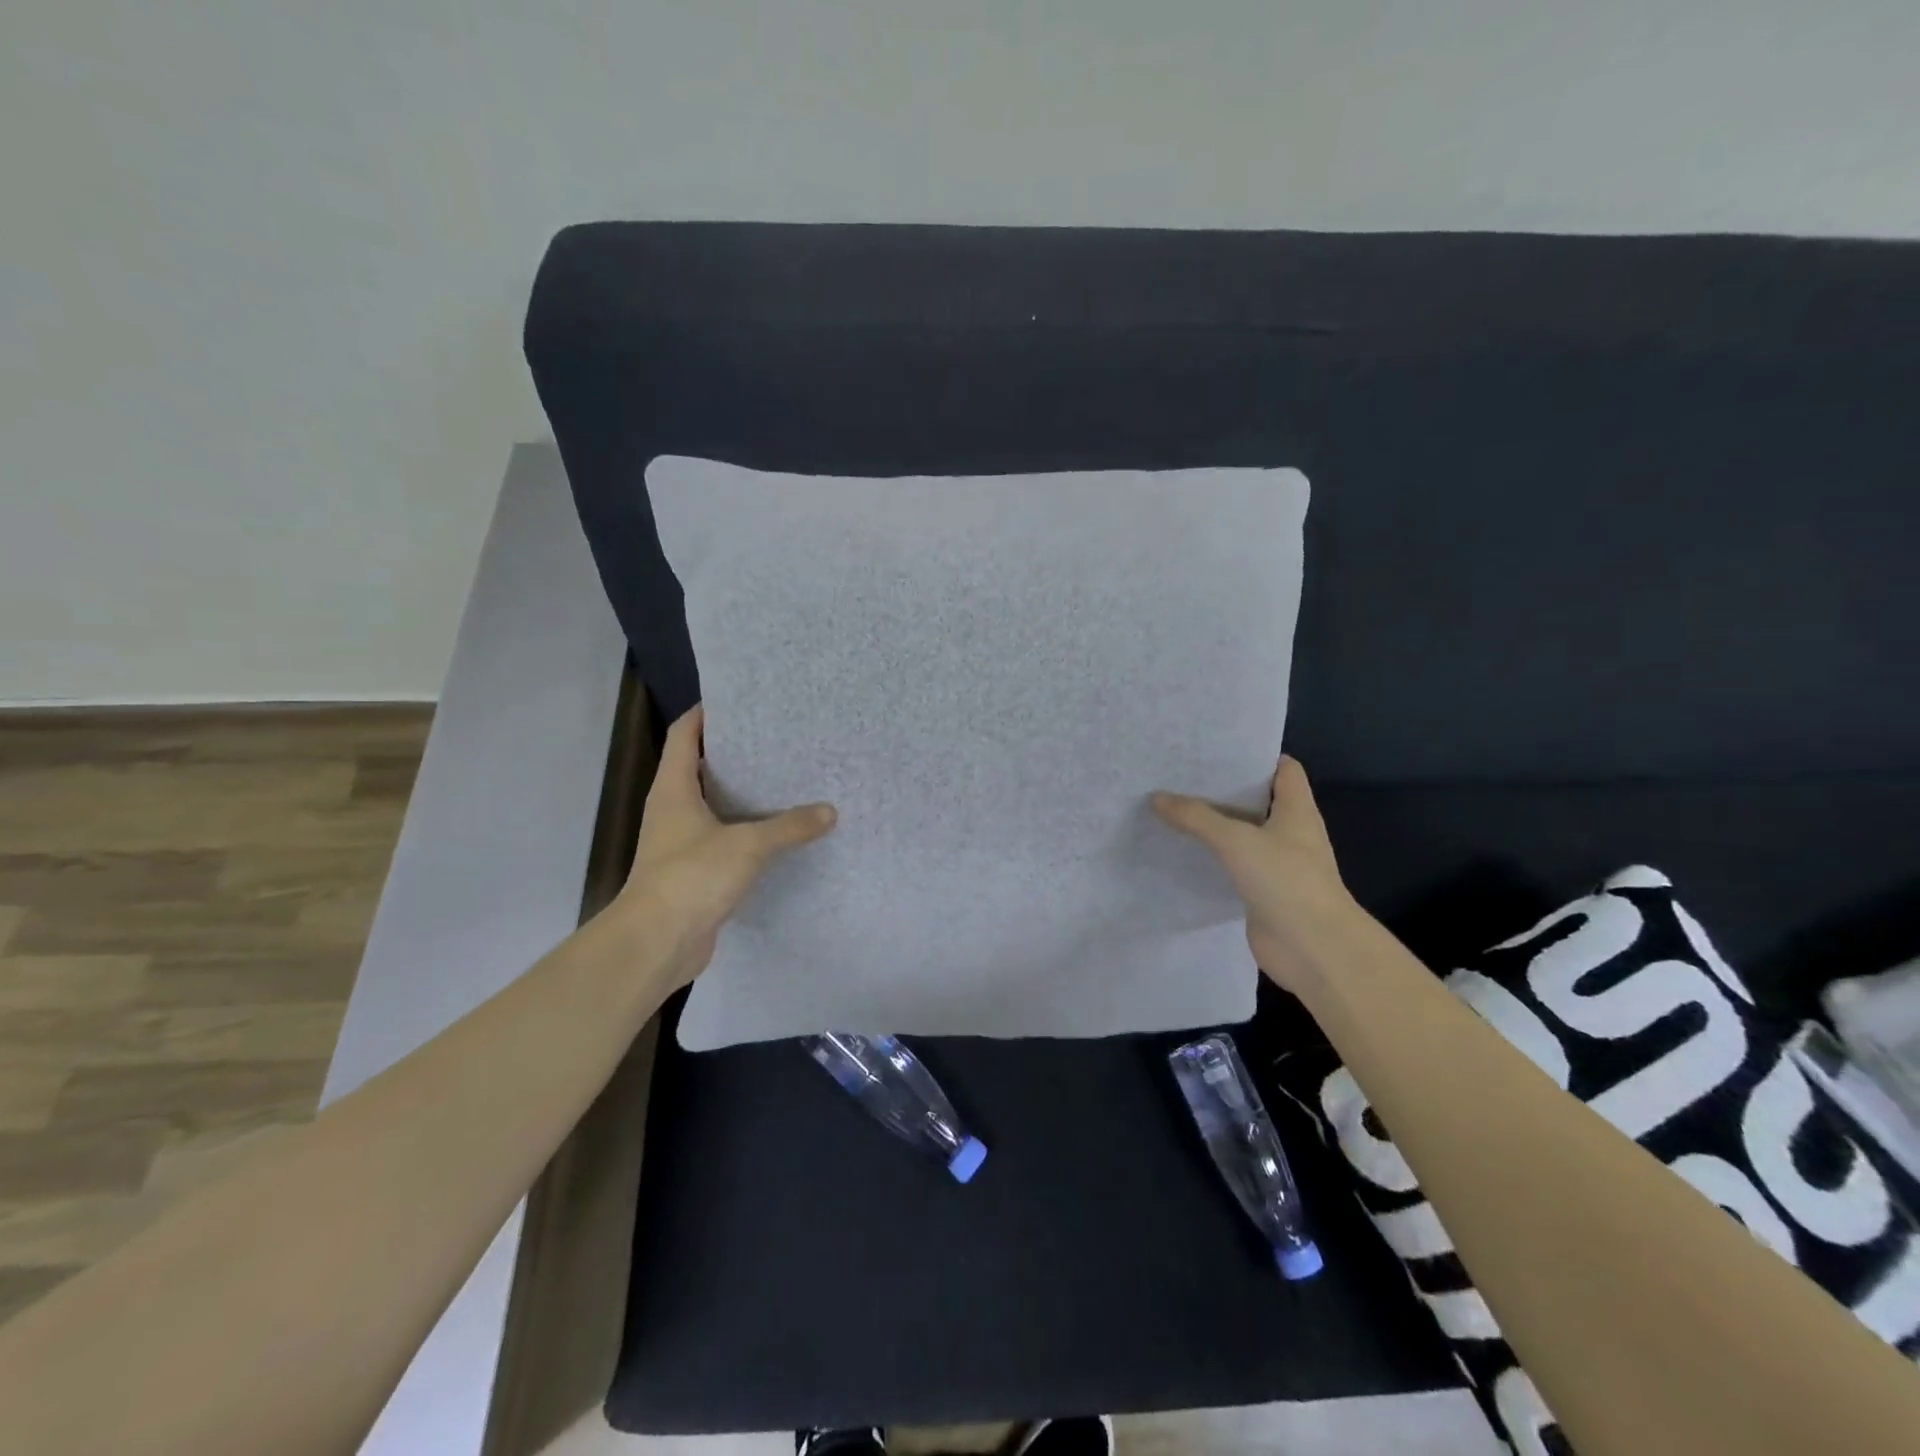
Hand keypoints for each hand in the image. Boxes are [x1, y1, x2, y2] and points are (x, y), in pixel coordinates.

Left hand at [616, 703, 836, 985]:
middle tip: (777, 740)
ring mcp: (680, 843)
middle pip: (699, 767)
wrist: (656, 944)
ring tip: (785, 780)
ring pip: (713, 805)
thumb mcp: (747, 845)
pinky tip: (778, 832)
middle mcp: (672, 809)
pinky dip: (746, 831)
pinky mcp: (693, 872)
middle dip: (735, 752)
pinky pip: (723, 839)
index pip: (684, 734)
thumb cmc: (691, 877)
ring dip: (742, 794)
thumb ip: (789, 826)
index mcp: (673, 789)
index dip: (706, 713)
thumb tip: (829, 812)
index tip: (741, 700)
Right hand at [1152, 756, 1361, 994]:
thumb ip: (1196, 817)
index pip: (1283, 769)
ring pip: (1241, 834)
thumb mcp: (1237, 840)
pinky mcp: (1261, 892)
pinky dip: (1210, 857)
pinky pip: (1232, 866)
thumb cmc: (1286, 881)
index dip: (1255, 755)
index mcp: (1296, 810)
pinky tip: (1180, 851)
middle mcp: (1289, 832)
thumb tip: (1157, 798)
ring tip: (1171, 807)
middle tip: (1180, 775)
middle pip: (1256, 800)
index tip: (1217, 747)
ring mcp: (1276, 864)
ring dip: (1212, 824)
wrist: (1314, 949)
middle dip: (1222, 788)